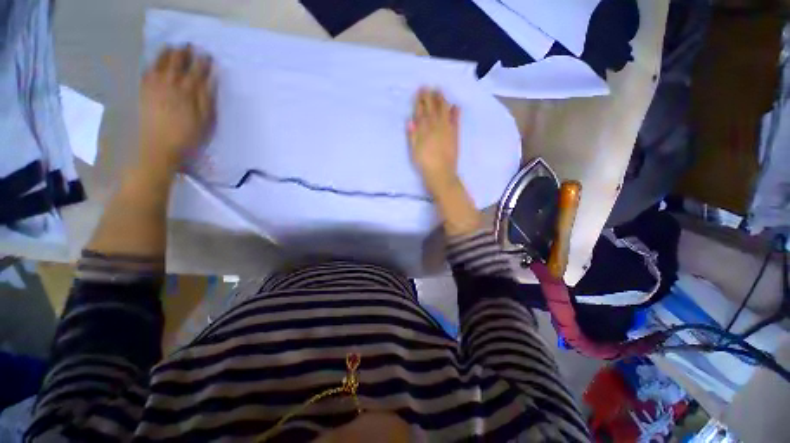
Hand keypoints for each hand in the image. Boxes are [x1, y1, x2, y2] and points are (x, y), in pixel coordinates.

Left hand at [138, 45, 215, 174]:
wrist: (159, 147)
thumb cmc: (187, 136)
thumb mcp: (204, 120)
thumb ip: (206, 98)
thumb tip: (210, 81)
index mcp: (187, 92)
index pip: (196, 73)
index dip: (202, 63)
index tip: (207, 55)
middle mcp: (169, 85)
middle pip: (177, 64)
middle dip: (183, 54)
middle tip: (188, 45)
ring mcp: (154, 88)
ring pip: (160, 65)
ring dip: (166, 54)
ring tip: (170, 47)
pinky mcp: (144, 93)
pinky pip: (146, 74)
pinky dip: (151, 65)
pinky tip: (153, 63)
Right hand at [407, 88, 460, 194]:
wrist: (441, 173)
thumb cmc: (424, 164)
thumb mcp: (413, 151)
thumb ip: (412, 135)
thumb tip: (410, 120)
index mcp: (424, 130)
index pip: (421, 112)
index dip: (420, 101)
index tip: (419, 92)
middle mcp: (436, 126)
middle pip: (432, 108)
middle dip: (429, 96)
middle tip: (428, 87)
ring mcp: (447, 129)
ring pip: (444, 110)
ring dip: (442, 100)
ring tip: (440, 91)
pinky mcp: (455, 135)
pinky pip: (456, 120)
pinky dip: (456, 112)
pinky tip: (455, 106)